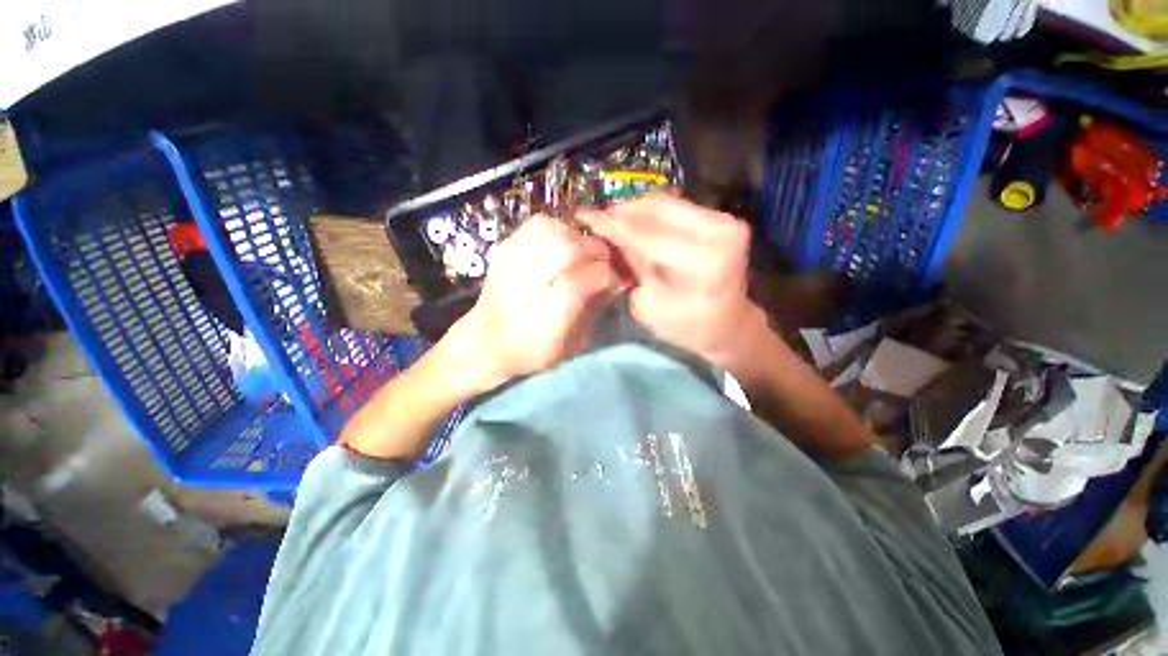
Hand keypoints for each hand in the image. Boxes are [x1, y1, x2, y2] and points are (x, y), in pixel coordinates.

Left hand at [444, 215, 624, 391]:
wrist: (485, 341)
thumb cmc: (533, 350)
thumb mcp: (573, 343)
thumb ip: (596, 309)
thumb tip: (616, 281)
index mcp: (551, 310)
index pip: (591, 277)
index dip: (610, 275)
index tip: (617, 281)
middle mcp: (530, 279)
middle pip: (574, 247)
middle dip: (596, 253)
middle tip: (602, 265)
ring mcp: (514, 258)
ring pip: (557, 230)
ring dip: (578, 240)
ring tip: (582, 255)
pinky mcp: (505, 247)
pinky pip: (538, 225)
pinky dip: (557, 230)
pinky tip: (560, 245)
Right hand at [580, 194, 767, 376]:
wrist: (728, 325)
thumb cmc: (686, 327)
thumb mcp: (650, 303)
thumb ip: (631, 263)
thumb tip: (606, 229)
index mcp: (704, 262)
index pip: (648, 234)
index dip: (613, 225)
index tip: (584, 217)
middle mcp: (720, 231)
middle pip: (657, 208)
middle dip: (621, 211)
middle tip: (595, 217)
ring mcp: (725, 220)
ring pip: (665, 201)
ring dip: (634, 208)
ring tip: (611, 219)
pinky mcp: (721, 218)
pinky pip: (676, 206)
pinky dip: (650, 212)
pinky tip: (633, 221)